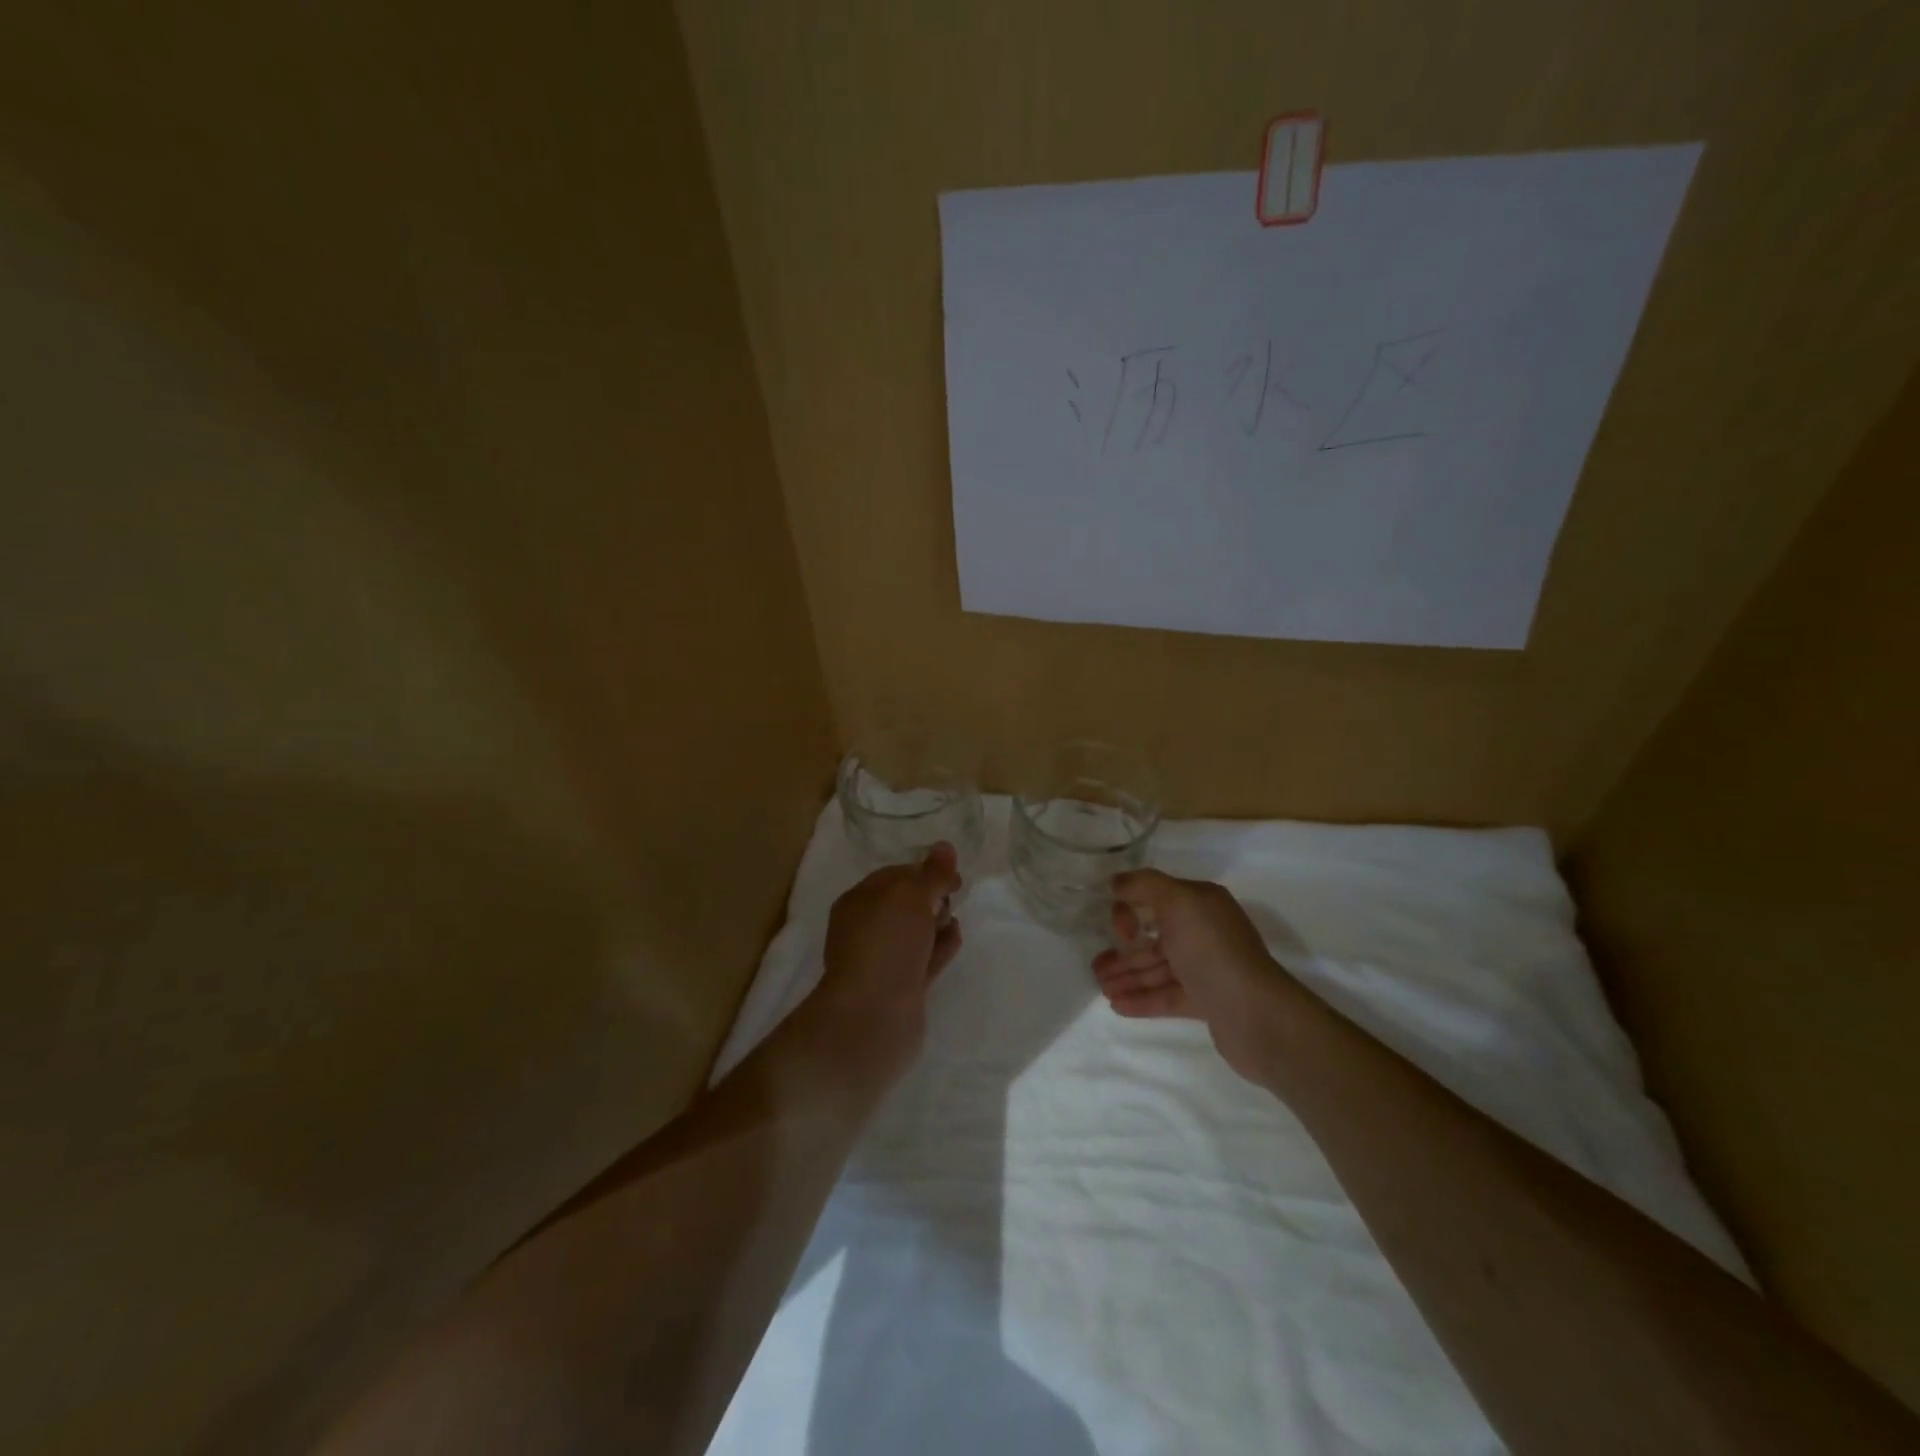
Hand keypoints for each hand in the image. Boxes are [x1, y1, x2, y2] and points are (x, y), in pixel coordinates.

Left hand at [805, 843, 963, 1087]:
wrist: (873, 1017)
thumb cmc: (886, 944)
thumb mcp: (910, 896)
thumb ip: (932, 873)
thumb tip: (946, 846)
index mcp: (858, 901)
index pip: (893, 876)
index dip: (923, 870)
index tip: (952, 873)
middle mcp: (867, 929)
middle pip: (905, 905)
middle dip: (930, 897)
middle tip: (953, 894)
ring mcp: (885, 961)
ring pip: (915, 933)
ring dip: (937, 922)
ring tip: (955, 916)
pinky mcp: (903, 987)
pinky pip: (925, 959)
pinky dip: (940, 946)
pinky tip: (956, 937)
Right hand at [1091, 869, 1297, 1086]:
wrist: (1253, 1013)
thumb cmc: (1211, 950)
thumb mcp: (1177, 902)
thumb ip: (1145, 885)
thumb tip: (1117, 881)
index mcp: (1202, 904)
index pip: (1157, 899)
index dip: (1131, 912)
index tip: (1120, 933)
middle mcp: (1206, 932)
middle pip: (1155, 937)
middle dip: (1124, 950)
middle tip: (1095, 967)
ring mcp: (1207, 969)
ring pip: (1158, 968)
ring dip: (1128, 976)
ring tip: (1101, 988)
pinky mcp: (1207, 1002)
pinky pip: (1167, 995)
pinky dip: (1142, 998)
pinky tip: (1117, 1005)